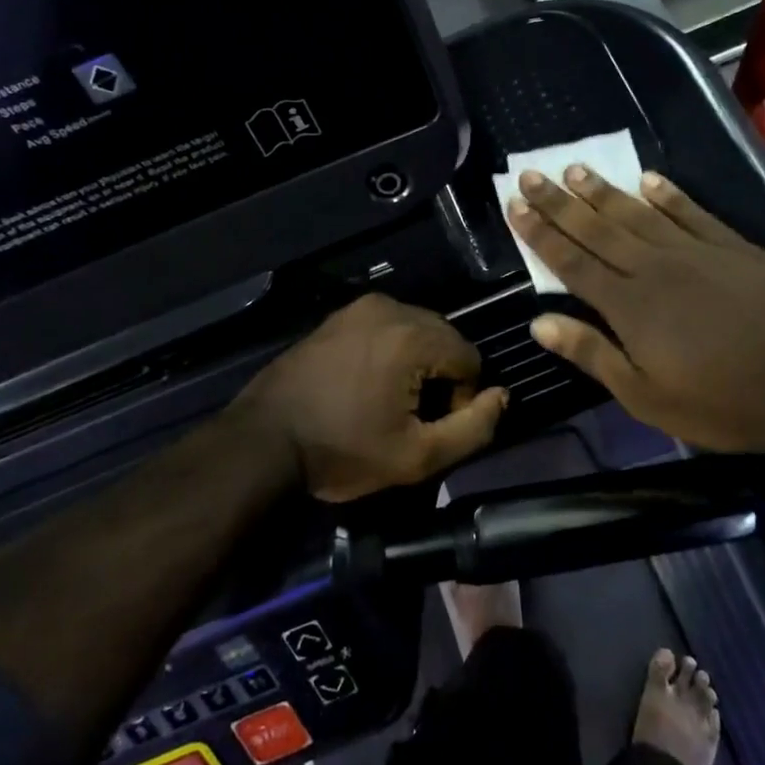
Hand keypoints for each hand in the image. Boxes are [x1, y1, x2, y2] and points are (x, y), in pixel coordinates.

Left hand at [235, 295, 508, 501]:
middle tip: (411, 417)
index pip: (470, 359)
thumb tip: (501, 397)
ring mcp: (360, 307)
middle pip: (446, 339)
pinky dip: (391, 351)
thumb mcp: (416, 457)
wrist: (263, 440)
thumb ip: (473, 429)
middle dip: (441, 377)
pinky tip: (368, 383)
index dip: (461, 399)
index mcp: (412, 335)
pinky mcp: (339, 315)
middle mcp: (391, 307)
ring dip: (418, 363)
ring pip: (418, 331)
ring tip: (389, 401)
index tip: (429, 427)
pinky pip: (387, 327)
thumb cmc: (341, 451)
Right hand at [507, 168, 764, 454]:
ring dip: (604, 191)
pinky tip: (648, 179)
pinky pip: (692, 212)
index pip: (573, 262)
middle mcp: (656, 268)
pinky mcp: (733, 247)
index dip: (541, 234)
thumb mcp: (647, 397)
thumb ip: (593, 354)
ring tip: (575, 169)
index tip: (515, 206)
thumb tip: (539, 322)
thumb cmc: (722, 404)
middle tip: (531, 174)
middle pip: (598, 229)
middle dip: (560, 202)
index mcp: (630, 306)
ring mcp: (697, 252)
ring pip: (639, 214)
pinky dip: (668, 194)